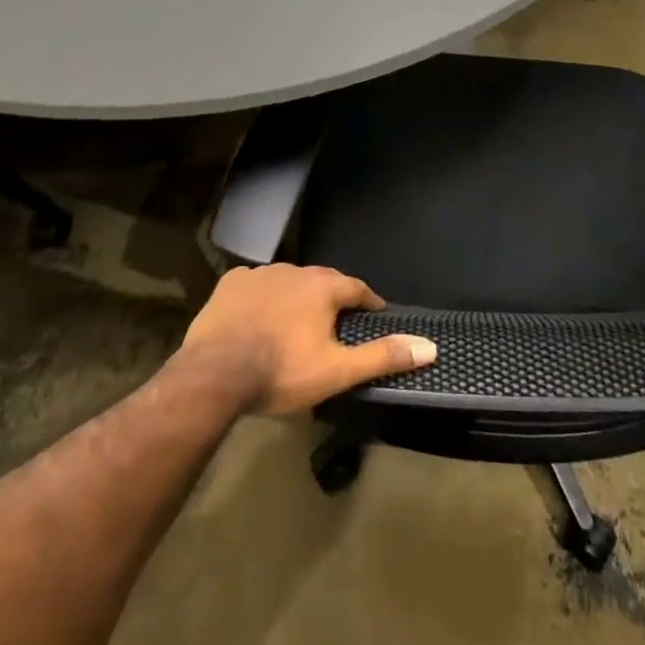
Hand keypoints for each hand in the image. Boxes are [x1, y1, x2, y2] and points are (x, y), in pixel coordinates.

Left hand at [182, 264, 437, 415]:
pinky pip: (254, 286)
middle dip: (331, 300)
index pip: (357, 288)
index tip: (373, 316)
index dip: (368, 303)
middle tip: (334, 325)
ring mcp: (259, 273)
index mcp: (323, 287)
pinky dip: (261, 298)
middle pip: (322, 282)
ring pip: (288, 282)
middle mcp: (294, 270)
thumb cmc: (282, 371)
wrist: (215, 374)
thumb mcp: (337, 371)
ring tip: (295, 324)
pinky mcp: (230, 283)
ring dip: (296, 297)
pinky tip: (257, 317)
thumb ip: (382, 356)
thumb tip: (429, 346)